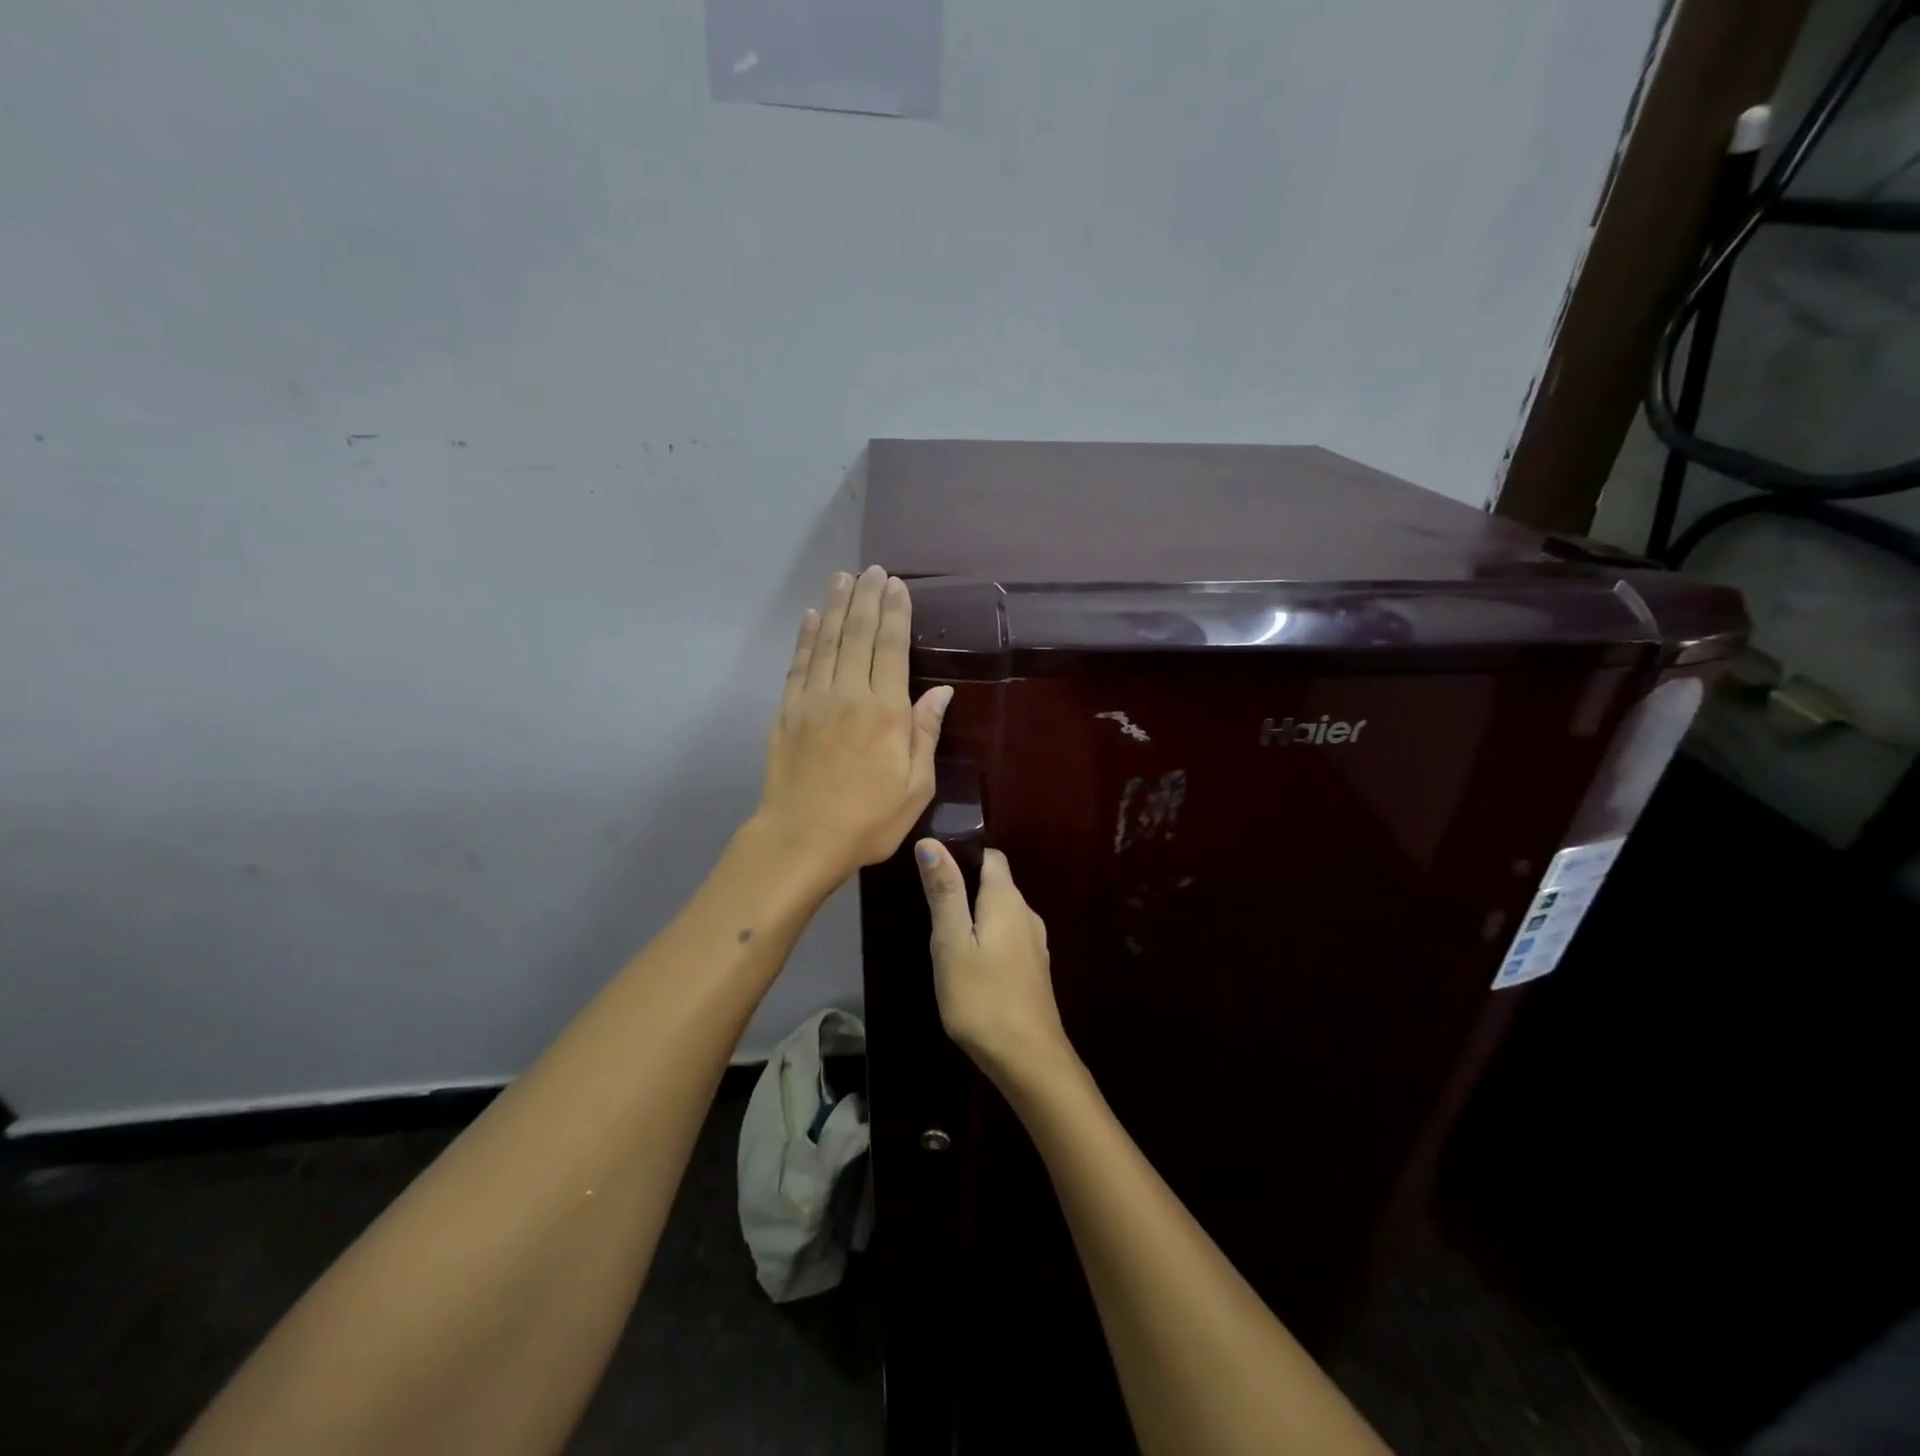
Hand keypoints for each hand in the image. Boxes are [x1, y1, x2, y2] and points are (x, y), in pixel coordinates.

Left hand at [755, 566, 952, 887]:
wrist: (801, 839)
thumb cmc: (868, 821)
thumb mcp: (915, 787)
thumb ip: (925, 734)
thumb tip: (941, 692)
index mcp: (885, 712)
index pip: (891, 648)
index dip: (895, 613)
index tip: (897, 585)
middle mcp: (849, 694)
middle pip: (858, 634)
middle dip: (867, 598)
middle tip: (872, 570)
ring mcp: (813, 699)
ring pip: (826, 641)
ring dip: (835, 606)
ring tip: (843, 578)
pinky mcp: (787, 711)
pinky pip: (798, 664)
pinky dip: (804, 637)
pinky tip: (809, 617)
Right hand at [915, 842, 1074, 1088]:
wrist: (1028, 1059)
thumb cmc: (982, 997)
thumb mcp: (952, 943)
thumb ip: (944, 891)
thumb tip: (931, 842)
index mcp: (1007, 899)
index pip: (990, 856)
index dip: (963, 855)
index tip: (933, 870)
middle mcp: (1027, 913)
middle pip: (996, 883)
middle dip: (965, 887)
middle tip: (930, 908)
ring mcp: (1035, 943)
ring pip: (1001, 913)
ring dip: (975, 916)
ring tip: (944, 937)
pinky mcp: (1034, 969)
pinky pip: (1008, 938)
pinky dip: (988, 939)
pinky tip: (970, 963)